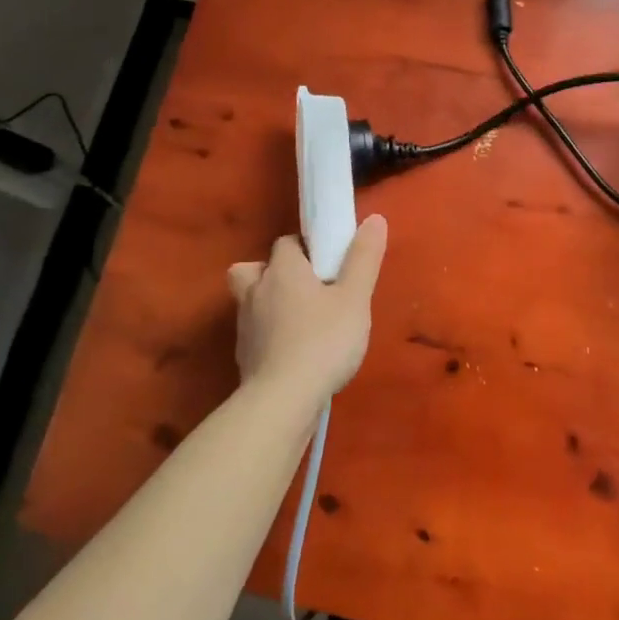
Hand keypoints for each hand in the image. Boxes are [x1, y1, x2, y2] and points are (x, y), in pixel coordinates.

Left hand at [227, 215, 387, 402]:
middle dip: (273, 272)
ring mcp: (245, 325)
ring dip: (267, 303)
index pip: (287, 243)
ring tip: (297, 320)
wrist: (284, 400)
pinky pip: (253, 333)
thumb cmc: (324, 341)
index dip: (306, 248)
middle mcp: (256, 290)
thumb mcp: (355, 298)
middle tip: (303, 289)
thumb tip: (375, 218)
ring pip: (249, 300)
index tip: (328, 264)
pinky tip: (291, 351)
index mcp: (283, 270)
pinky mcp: (243, 356)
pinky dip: (267, 335)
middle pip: (254, 268)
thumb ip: (364, 258)